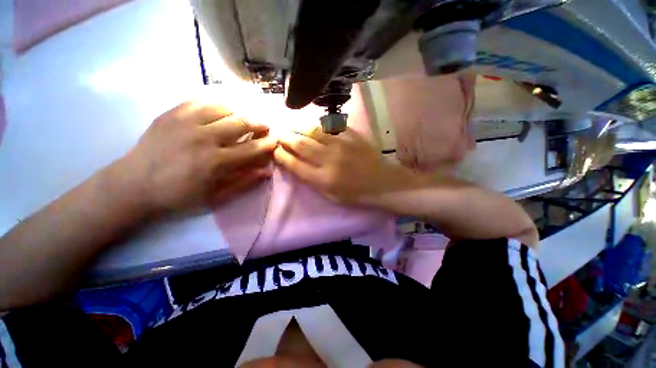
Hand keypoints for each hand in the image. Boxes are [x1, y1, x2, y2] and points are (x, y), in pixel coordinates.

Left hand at [115, 101, 277, 214]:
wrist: (134, 184)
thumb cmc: (179, 195)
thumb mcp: (215, 197)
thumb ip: (244, 183)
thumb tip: (266, 171)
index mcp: (216, 162)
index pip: (252, 148)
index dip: (268, 143)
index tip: (275, 140)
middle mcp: (204, 138)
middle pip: (241, 123)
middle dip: (259, 123)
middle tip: (265, 126)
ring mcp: (186, 122)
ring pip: (224, 107)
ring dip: (241, 111)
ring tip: (246, 116)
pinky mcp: (172, 113)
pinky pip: (201, 99)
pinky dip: (218, 100)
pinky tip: (225, 105)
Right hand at [274, 128, 425, 205]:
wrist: (383, 183)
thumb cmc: (356, 194)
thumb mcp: (331, 196)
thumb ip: (312, 181)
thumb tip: (295, 165)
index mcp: (323, 179)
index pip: (294, 164)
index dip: (281, 155)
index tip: (274, 149)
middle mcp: (329, 160)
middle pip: (300, 144)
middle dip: (285, 137)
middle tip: (278, 133)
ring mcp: (342, 145)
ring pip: (313, 130)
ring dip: (298, 127)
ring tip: (290, 125)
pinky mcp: (352, 136)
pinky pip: (330, 125)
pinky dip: (318, 123)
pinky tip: (312, 123)